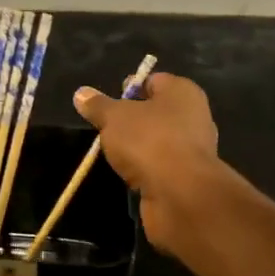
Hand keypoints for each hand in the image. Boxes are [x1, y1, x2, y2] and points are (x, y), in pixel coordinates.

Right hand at [73, 71, 223, 255]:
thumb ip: (98, 105)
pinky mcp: (188, 177)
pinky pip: (161, 166)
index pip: (153, 81)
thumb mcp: (114, 117)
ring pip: (158, 141)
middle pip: (155, 112)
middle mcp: (194, 116)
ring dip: (137, 148)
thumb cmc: (149, 141)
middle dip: (131, 120)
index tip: (107, 104)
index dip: (129, 88)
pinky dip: (145, 170)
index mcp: (182, 92)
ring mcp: (193, 149)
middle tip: (106, 129)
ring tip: (113, 155)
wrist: (180, 194)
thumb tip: (81, 93)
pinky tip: (128, 175)